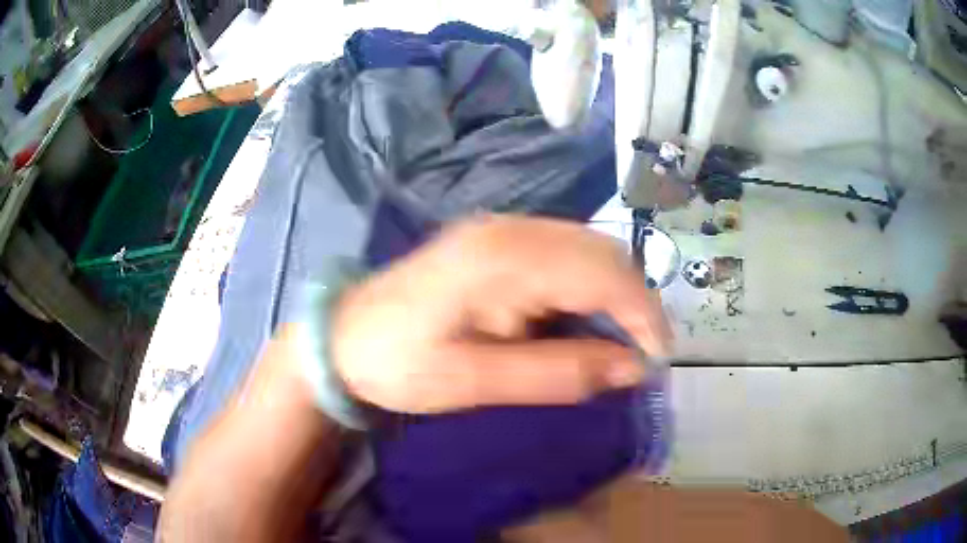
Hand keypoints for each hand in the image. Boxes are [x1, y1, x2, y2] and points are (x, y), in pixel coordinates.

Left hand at [332, 215, 671, 412]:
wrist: (342, 336)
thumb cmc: (398, 364)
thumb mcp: (474, 381)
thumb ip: (557, 373)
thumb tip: (631, 367)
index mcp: (502, 258)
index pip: (602, 273)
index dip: (643, 315)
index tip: (657, 360)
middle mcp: (510, 228)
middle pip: (602, 253)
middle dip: (634, 304)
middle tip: (638, 357)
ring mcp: (502, 228)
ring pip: (589, 250)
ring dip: (614, 295)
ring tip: (616, 344)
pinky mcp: (497, 239)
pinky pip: (565, 254)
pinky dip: (587, 287)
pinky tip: (579, 320)